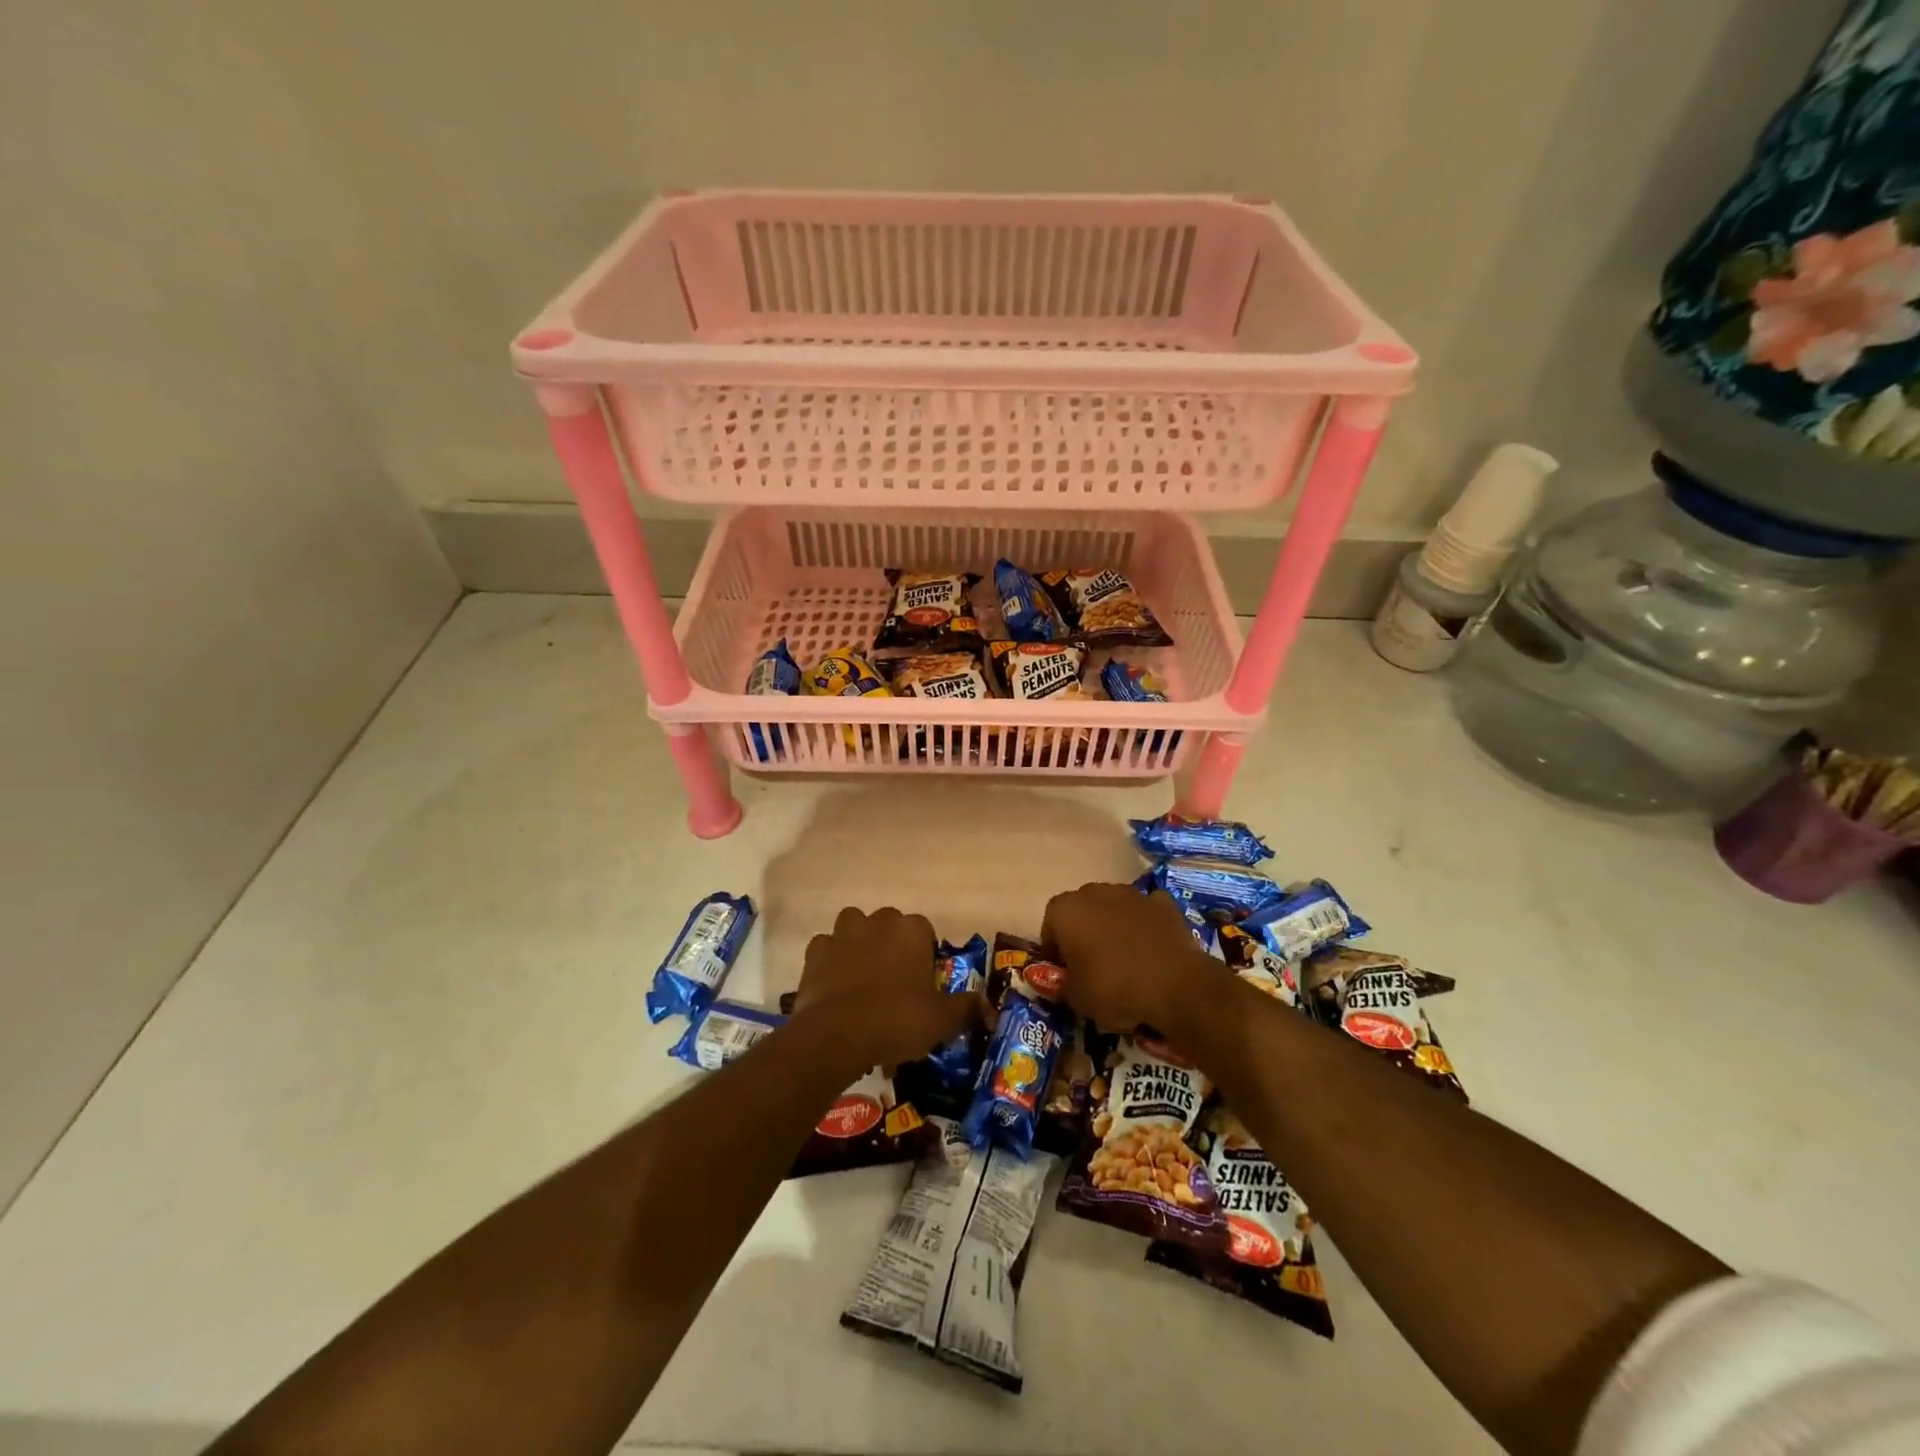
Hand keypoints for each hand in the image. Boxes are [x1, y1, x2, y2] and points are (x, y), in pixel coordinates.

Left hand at [791, 907, 979, 1070]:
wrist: (836, 1034)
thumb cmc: (896, 1020)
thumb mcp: (941, 1020)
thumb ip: (967, 1009)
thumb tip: (989, 1009)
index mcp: (911, 931)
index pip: (925, 930)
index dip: (925, 954)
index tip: (924, 981)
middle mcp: (878, 922)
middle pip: (889, 924)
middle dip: (892, 945)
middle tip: (895, 983)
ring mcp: (843, 933)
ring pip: (854, 927)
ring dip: (859, 944)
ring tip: (863, 977)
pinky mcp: (815, 951)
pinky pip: (826, 949)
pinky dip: (830, 961)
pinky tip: (835, 986)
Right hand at [1042, 883, 1225, 1030]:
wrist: (1175, 985)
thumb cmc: (1114, 988)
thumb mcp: (1076, 999)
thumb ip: (1064, 985)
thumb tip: (1066, 982)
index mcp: (1066, 910)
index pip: (1050, 924)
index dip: (1054, 948)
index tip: (1063, 970)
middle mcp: (1095, 892)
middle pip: (1082, 909)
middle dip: (1083, 930)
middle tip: (1091, 963)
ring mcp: (1132, 894)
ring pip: (1114, 906)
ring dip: (1114, 924)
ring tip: (1124, 957)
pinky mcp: (1163, 903)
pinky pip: (1146, 911)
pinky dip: (1146, 924)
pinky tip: (1151, 948)